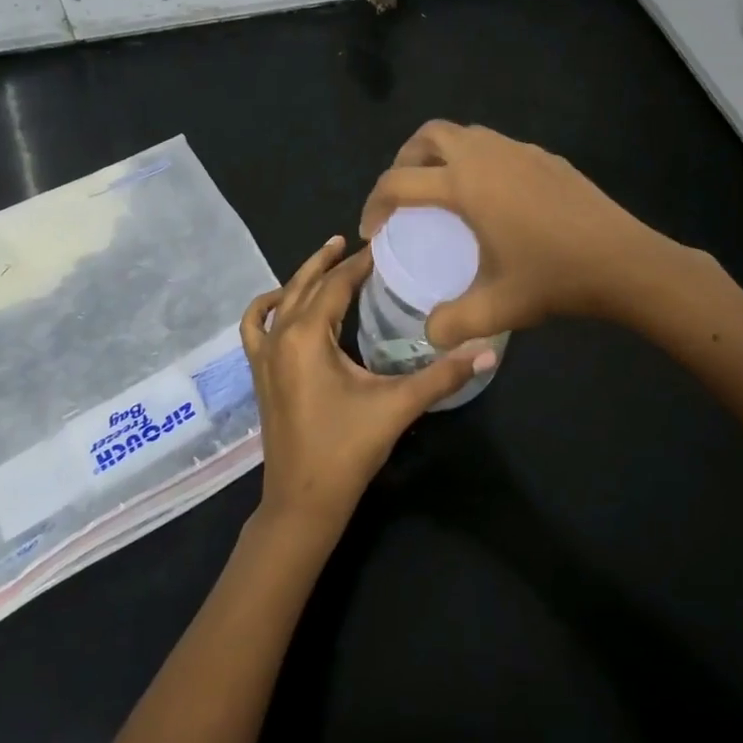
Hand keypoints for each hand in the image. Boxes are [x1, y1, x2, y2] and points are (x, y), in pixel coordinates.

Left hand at [240, 236, 494, 532]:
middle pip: (305, 284)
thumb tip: (487, 351)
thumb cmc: (347, 450)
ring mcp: (264, 356)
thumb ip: (442, 376)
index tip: (384, 245)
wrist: (302, 502)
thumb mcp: (397, 407)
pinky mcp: (259, 374)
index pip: (336, 284)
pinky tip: (281, 303)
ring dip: (302, 277)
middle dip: (330, 260)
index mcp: (307, 337)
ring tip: (326, 259)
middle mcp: (280, 337)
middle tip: (355, 241)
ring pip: (280, 301)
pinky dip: (266, 307)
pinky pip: (254, 328)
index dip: (361, 263)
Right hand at [359, 121, 671, 345]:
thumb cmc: (554, 278)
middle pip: (428, 135)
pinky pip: (497, 146)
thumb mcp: (497, 309)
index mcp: (464, 185)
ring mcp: (519, 150)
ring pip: (465, 134)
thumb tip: (431, 334)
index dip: (375, 204)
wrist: (623, 260)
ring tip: (442, 192)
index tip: (373, 232)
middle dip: (404, 159)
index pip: (398, 182)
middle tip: (402, 196)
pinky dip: (478, 160)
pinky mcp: (545, 156)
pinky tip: (493, 199)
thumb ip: (453, 323)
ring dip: (442, 155)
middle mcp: (486, 156)